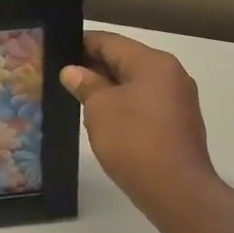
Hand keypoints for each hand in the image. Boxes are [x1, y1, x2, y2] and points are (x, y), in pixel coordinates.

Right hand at [62, 31, 217, 225]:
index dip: (80, 43)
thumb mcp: (100, 108)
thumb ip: (86, 84)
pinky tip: (102, 118)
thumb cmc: (135, 141)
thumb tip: (73, 71)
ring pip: (135, 83)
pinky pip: (144, 104)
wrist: (177, 191)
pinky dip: (123, 105)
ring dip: (107, 88)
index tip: (55, 49)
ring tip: (76, 96)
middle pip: (125, 60)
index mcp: (153, 62)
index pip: (110, 41)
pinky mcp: (178, 124)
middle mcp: (171, 74)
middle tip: (60, 75)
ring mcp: (178, 100)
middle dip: (93, 66)